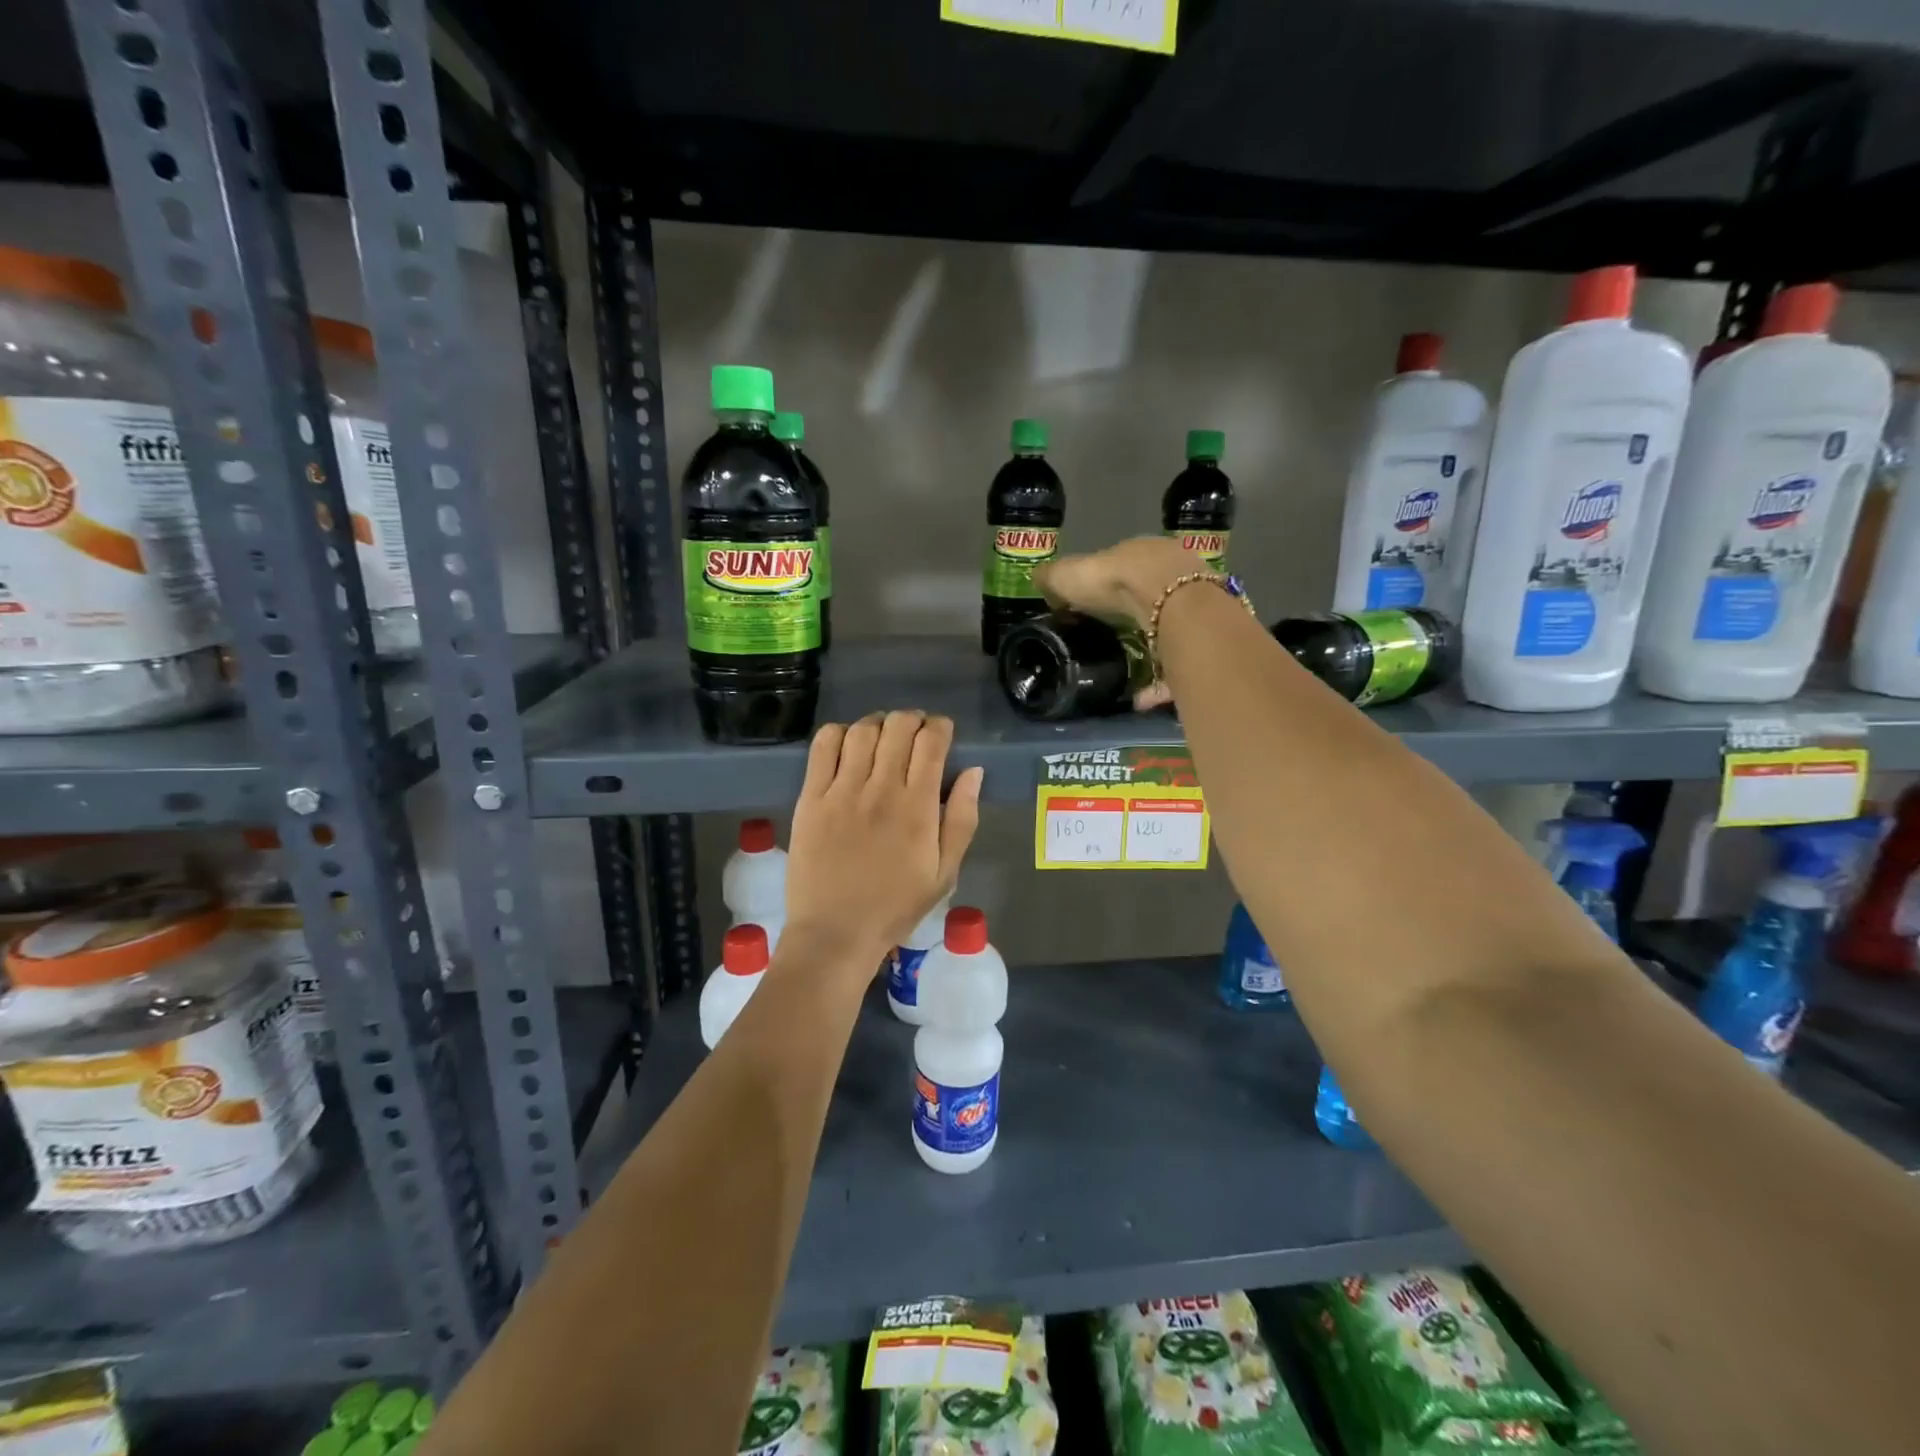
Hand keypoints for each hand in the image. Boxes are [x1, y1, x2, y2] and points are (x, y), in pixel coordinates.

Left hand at [784, 711, 983, 977]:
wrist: (835, 933)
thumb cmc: (895, 907)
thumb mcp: (945, 873)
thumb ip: (962, 819)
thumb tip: (973, 772)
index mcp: (918, 807)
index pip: (931, 742)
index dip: (940, 727)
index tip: (942, 733)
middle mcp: (881, 789)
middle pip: (898, 727)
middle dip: (912, 720)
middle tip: (914, 733)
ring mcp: (842, 791)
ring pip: (861, 731)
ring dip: (878, 723)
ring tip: (882, 735)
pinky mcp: (811, 798)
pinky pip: (823, 747)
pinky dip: (838, 733)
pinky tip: (847, 743)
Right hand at [1033, 536, 1204, 710]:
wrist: (1172, 603)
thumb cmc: (1115, 580)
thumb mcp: (1071, 574)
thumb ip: (1053, 577)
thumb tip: (1036, 578)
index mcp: (1143, 554)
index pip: (1125, 566)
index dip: (1108, 585)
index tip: (1092, 606)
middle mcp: (1174, 575)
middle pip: (1151, 598)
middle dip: (1133, 618)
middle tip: (1110, 640)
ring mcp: (1194, 607)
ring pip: (1169, 631)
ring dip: (1149, 654)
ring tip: (1125, 677)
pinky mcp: (1202, 642)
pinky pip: (1177, 667)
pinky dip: (1158, 685)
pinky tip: (1139, 700)